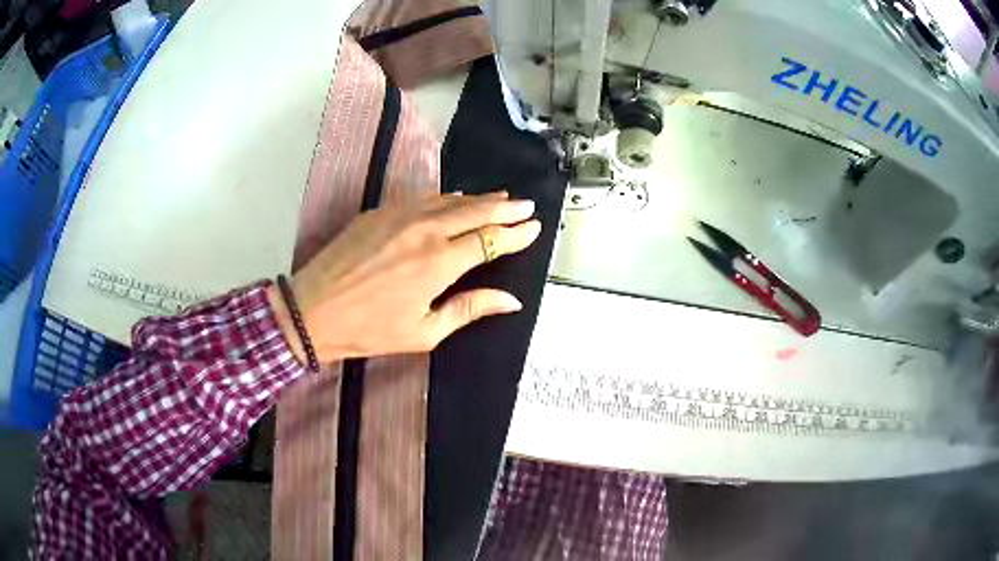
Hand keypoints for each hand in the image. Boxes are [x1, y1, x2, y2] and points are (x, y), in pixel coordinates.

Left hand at [268, 192, 541, 362]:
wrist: (312, 310)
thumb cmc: (369, 330)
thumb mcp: (424, 332)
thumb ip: (469, 309)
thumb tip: (511, 300)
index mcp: (439, 263)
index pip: (489, 241)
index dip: (515, 234)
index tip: (534, 227)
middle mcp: (424, 231)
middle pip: (475, 211)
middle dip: (505, 207)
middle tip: (527, 205)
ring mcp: (400, 216)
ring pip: (450, 200)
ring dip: (478, 199)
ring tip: (499, 197)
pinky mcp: (379, 212)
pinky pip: (422, 199)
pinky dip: (446, 199)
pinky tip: (455, 200)